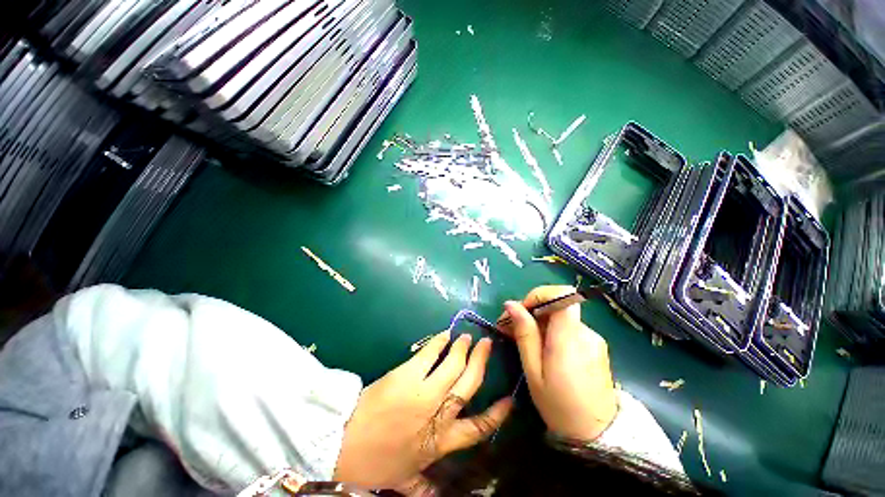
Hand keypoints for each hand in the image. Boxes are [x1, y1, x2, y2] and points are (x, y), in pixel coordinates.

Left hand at [334, 331, 512, 494]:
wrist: (342, 446)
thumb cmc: (374, 465)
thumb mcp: (404, 481)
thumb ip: (423, 488)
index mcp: (440, 443)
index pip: (478, 428)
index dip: (496, 414)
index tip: (509, 399)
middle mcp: (438, 414)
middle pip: (468, 384)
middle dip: (480, 362)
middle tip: (486, 345)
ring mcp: (424, 391)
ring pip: (453, 365)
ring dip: (462, 348)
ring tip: (467, 337)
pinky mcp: (408, 375)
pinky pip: (429, 354)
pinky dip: (440, 342)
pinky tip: (445, 335)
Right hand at [502, 285, 617, 440]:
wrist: (598, 435)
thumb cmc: (559, 406)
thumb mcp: (534, 371)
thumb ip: (525, 333)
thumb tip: (511, 304)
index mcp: (570, 337)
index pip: (561, 294)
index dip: (539, 296)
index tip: (521, 311)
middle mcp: (585, 331)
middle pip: (556, 305)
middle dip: (531, 312)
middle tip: (511, 329)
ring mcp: (593, 337)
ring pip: (560, 317)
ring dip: (540, 323)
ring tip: (524, 343)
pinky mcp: (595, 345)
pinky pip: (568, 328)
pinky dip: (552, 332)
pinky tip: (543, 350)